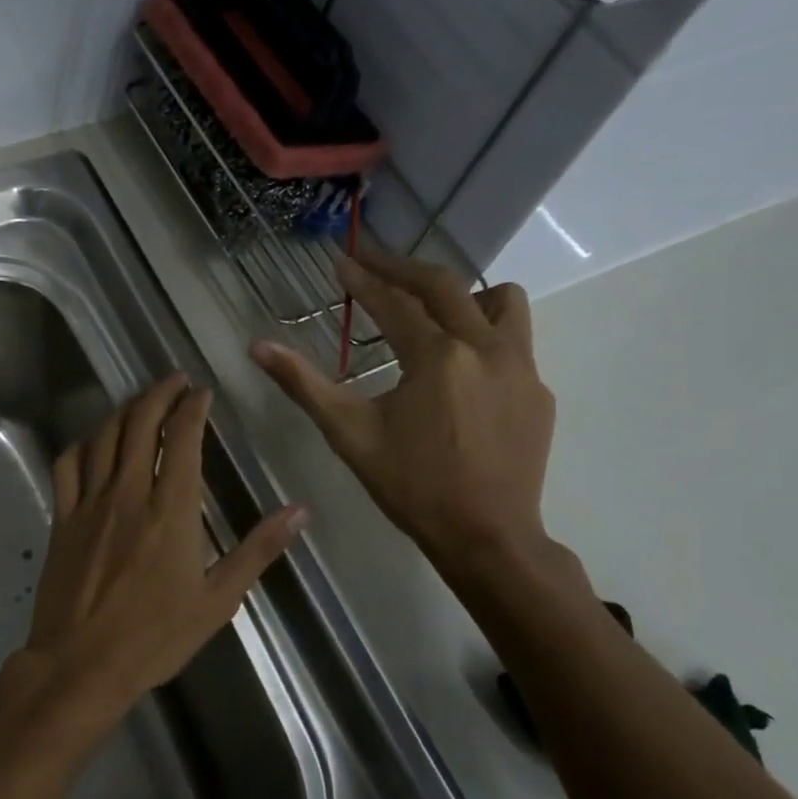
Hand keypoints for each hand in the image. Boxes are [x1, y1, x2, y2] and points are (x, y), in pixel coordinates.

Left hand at [18, 374, 305, 730]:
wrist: (82, 663)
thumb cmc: (156, 637)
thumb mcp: (218, 600)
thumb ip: (257, 550)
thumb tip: (299, 511)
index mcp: (171, 509)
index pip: (182, 438)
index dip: (192, 407)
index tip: (202, 392)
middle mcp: (128, 492)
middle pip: (140, 423)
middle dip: (160, 394)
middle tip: (175, 381)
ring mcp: (90, 502)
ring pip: (104, 436)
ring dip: (124, 410)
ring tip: (141, 401)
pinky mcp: (63, 517)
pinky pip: (68, 464)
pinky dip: (83, 443)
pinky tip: (94, 441)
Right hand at [251, 249, 553, 568]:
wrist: (487, 537)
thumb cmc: (411, 486)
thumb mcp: (349, 434)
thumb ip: (304, 384)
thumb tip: (258, 347)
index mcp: (437, 357)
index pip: (395, 302)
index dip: (364, 279)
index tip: (341, 261)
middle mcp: (486, 348)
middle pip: (446, 286)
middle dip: (404, 269)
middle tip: (373, 264)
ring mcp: (521, 368)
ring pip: (502, 301)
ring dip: (463, 295)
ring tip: (432, 313)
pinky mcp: (538, 391)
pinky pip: (515, 341)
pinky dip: (484, 335)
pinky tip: (460, 370)